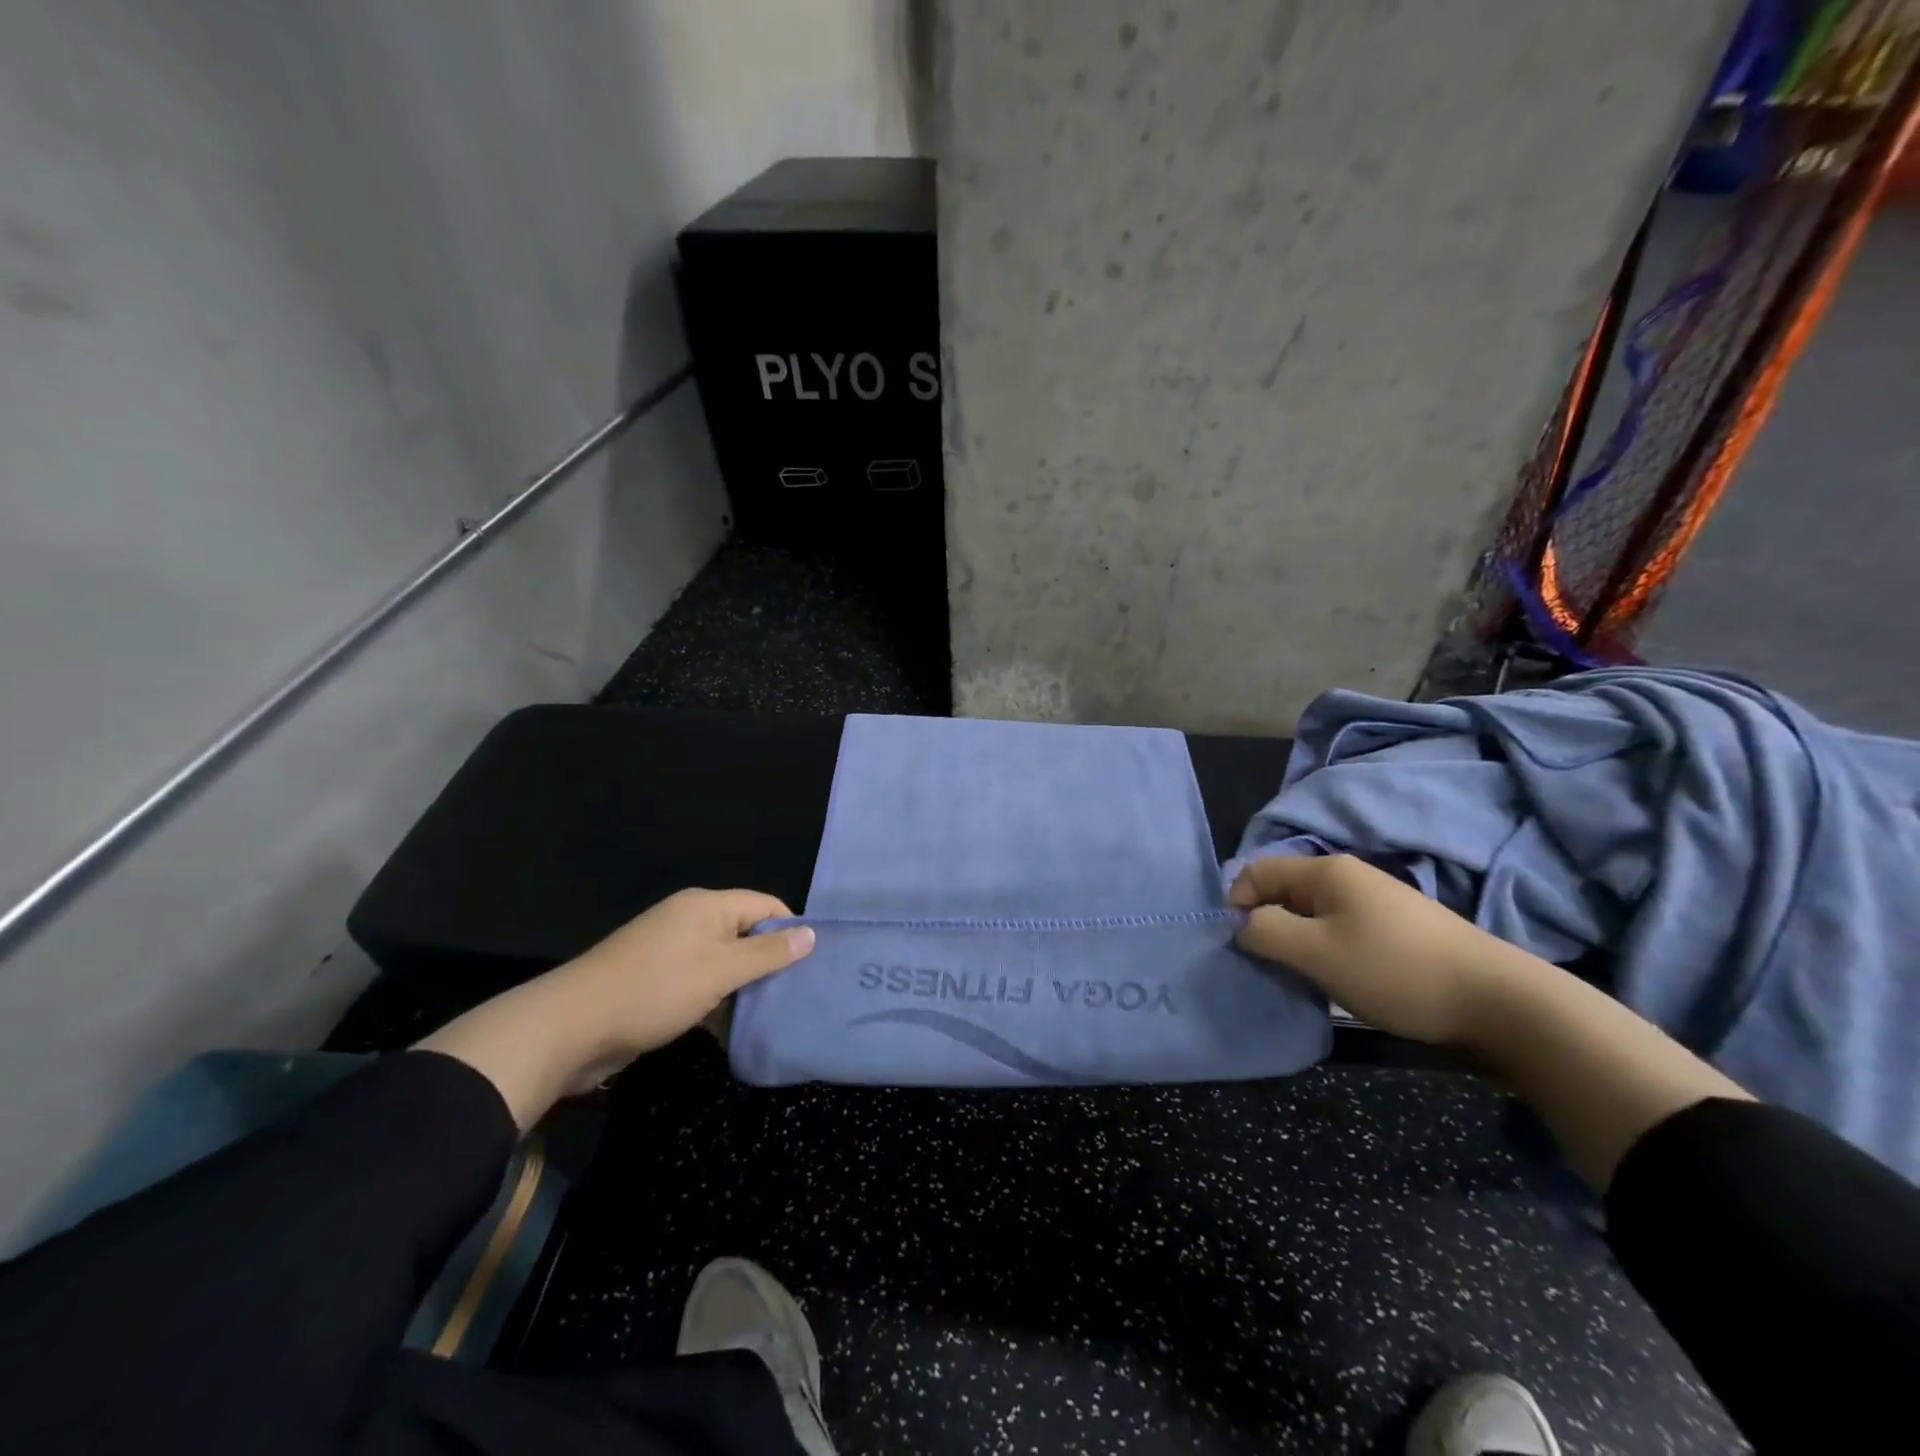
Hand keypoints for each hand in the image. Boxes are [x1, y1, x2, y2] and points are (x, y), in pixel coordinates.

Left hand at [418, 889, 813, 1126]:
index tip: (811, 965)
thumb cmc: (655, 989)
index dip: (791, 929)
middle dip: (769, 960)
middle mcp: (690, 919)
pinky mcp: (655, 978)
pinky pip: (700, 979)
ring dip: (743, 984)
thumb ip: (768, 953)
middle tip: (794, 993)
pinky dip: (717, 997)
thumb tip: (812, 933)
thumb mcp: (721, 971)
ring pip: (723, 959)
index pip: (766, 904)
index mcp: (707, 905)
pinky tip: (730, 1025)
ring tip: (769, 1012)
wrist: (571, 1026)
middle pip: (745, 931)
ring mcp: (670, 948)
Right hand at [1229, 854, 1507, 1045]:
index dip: (1236, 904)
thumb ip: (1265, 932)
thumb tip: (1243, 925)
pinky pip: (1340, 930)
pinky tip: (1341, 981)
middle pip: (1284, 892)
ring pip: (1312, 915)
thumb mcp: (1316, 953)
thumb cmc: (1395, 971)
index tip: (1242, 946)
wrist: (1498, 1002)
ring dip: (1298, 944)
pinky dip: (1327, 952)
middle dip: (1267, 926)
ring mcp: (1377, 902)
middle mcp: (1349, 877)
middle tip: (1271, 968)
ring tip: (1304, 979)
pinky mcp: (1397, 929)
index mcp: (1326, 871)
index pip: (1256, 871)